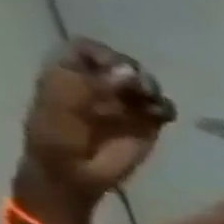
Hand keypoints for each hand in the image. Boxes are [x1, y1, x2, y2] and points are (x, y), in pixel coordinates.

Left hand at [20, 38, 176, 203]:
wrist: (76, 174)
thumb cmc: (57, 139)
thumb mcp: (62, 105)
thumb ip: (89, 85)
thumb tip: (131, 73)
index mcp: (70, 75)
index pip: (88, 49)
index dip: (103, 53)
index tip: (114, 69)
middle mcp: (100, 86)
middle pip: (122, 64)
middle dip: (133, 71)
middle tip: (139, 88)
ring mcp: (126, 106)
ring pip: (146, 84)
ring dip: (152, 89)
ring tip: (151, 103)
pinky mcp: (148, 125)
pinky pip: (163, 109)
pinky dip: (166, 108)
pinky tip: (162, 117)